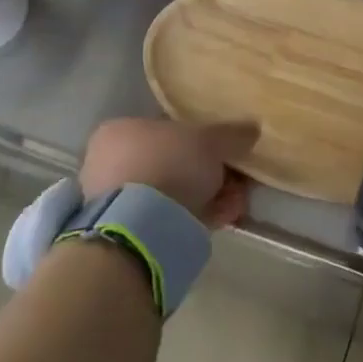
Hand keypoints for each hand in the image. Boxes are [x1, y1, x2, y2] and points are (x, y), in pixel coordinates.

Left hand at [79, 117, 257, 230]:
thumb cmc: (168, 164)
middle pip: (173, 163)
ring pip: (173, 193)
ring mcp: (116, 200)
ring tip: (235, 204)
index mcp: (120, 130)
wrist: (142, 227)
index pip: (167, 129)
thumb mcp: (209, 140)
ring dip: (209, 196)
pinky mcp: (128, 232)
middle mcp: (110, 162)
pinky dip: (197, 216)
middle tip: (236, 181)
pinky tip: (223, 219)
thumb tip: (252, 128)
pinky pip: (169, 217)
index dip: (203, 140)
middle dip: (209, 173)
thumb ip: (231, 134)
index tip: (227, 154)